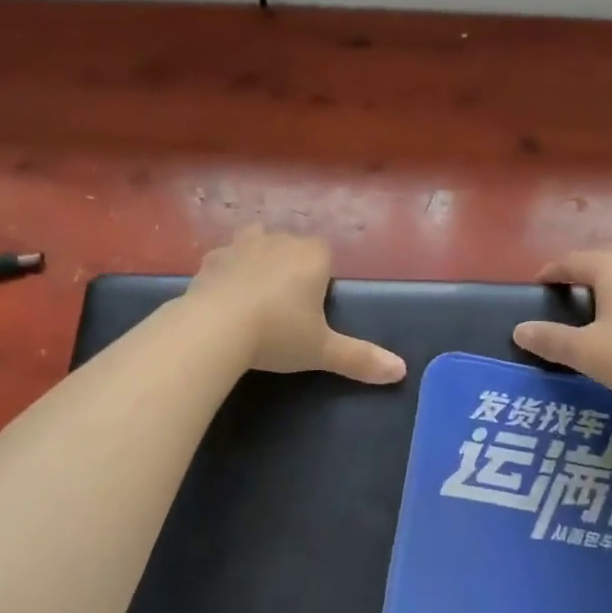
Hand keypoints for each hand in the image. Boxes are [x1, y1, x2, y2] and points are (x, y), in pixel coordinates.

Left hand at [186, 226, 405, 384]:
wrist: (215, 329)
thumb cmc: (278, 334)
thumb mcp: (321, 350)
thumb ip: (360, 358)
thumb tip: (401, 371)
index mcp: (312, 256)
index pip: (324, 255)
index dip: (320, 278)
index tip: (312, 308)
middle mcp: (279, 241)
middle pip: (291, 247)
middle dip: (289, 268)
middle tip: (285, 309)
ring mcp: (241, 246)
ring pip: (256, 243)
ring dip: (257, 261)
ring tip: (254, 296)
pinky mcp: (210, 259)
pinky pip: (224, 260)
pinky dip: (226, 273)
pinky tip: (223, 299)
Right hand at [512, 243, 611, 415]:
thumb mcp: (584, 352)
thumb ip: (550, 339)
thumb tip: (519, 330)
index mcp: (610, 264)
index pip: (571, 260)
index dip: (552, 271)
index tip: (539, 283)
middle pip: (606, 253)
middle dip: (586, 265)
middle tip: (571, 285)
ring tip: (610, 288)